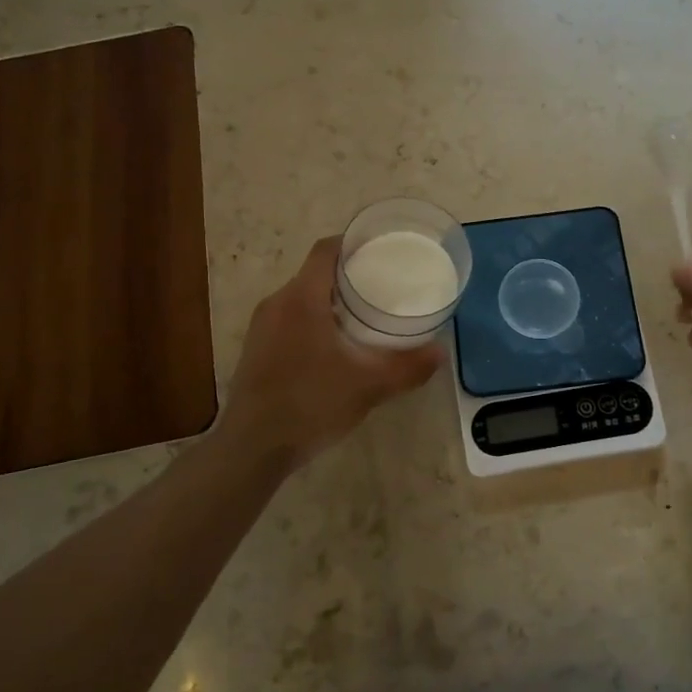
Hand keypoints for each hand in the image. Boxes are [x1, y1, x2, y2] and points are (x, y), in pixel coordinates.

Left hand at [216, 236, 443, 468]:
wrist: (252, 448)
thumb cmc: (310, 404)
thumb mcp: (368, 386)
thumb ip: (407, 367)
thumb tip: (440, 352)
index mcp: (301, 299)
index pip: (326, 250)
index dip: (353, 243)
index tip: (381, 249)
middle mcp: (277, 303)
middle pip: (315, 273)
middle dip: (349, 275)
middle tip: (383, 286)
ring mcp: (262, 327)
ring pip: (301, 298)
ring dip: (330, 301)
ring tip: (364, 316)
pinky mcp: (256, 350)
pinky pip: (289, 320)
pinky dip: (314, 321)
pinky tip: (335, 348)